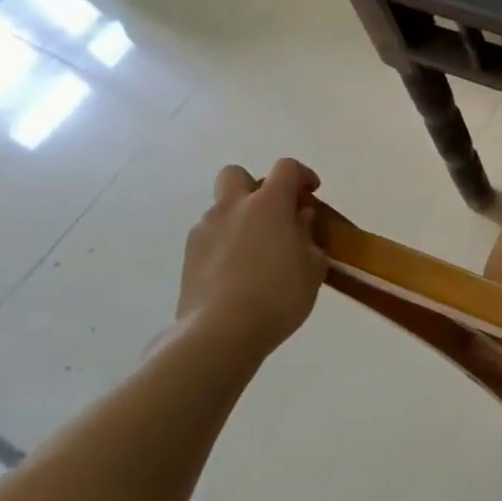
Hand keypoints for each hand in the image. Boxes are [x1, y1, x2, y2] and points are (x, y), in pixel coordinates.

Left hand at [177, 159, 328, 354]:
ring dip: (240, 218)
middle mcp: (232, 207)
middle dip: (256, 186)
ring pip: (222, 208)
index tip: (312, 192)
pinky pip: (211, 235)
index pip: (286, 168)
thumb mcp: (313, 266)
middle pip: (237, 175)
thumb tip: (298, 217)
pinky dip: (226, 242)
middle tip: (275, 213)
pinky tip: (239, 271)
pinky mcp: (188, 256)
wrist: (220, 332)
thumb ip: (307, 235)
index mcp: (268, 204)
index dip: (302, 175)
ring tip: (259, 251)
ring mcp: (205, 230)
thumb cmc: (279, 295)